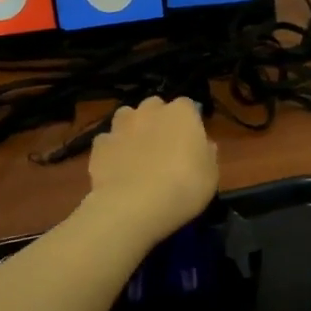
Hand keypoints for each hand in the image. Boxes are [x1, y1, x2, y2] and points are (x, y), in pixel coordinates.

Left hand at [84, 97, 219, 246]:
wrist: (134, 205)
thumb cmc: (184, 186)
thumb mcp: (211, 174)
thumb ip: (207, 153)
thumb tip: (204, 145)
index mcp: (182, 113)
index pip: (188, 105)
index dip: (188, 122)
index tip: (191, 140)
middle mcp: (150, 111)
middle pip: (155, 106)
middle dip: (158, 119)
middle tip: (163, 145)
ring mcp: (121, 126)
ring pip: (126, 117)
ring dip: (132, 128)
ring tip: (137, 153)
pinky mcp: (99, 145)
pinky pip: (107, 141)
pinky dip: (112, 150)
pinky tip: (116, 168)